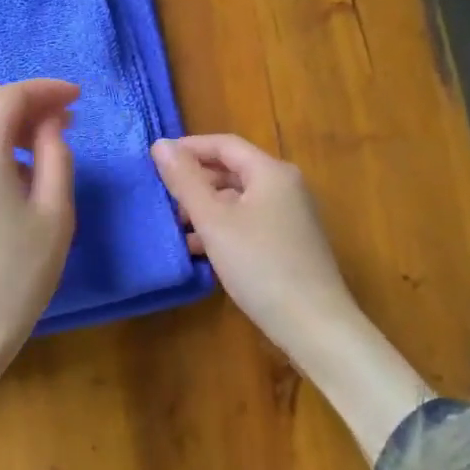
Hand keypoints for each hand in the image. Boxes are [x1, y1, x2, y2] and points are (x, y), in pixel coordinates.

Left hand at [0, 79, 78, 447]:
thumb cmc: (17, 275)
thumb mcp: (54, 213)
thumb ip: (56, 156)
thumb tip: (51, 123)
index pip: (9, 97)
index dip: (45, 89)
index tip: (79, 97)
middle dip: (28, 102)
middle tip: (68, 117)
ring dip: (12, 122)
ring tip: (52, 139)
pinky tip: (23, 167)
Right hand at [152, 134, 430, 461]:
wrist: (314, 325)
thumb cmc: (260, 265)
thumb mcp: (214, 221)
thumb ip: (185, 181)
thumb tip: (161, 144)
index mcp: (271, 172)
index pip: (224, 145)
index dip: (188, 148)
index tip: (155, 160)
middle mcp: (286, 187)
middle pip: (233, 171)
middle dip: (196, 181)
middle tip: (162, 196)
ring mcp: (291, 217)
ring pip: (239, 199)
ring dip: (206, 208)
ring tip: (175, 226)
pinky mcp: (290, 244)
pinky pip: (249, 222)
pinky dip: (223, 228)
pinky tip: (200, 249)